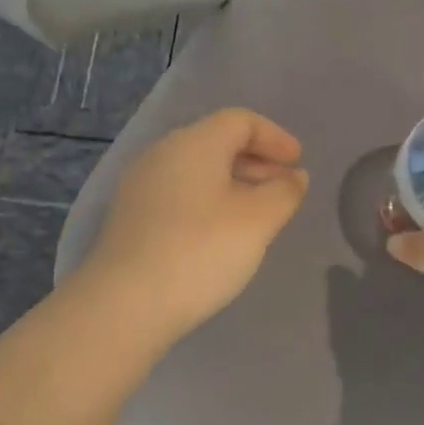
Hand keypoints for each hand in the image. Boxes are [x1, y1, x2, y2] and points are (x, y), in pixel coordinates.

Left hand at [81, 108, 309, 344]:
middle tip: (283, 188)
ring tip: (257, 213)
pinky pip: (179, 192)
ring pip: (196, 169)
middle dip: (256, 160)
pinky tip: (220, 232)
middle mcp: (162, 153)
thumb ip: (283, 192)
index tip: (298, 163)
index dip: (275, 137)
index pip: (240, 121)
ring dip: (233, 182)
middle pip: (216, 142)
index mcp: (194, 143)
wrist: (125, 304)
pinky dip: (208, 200)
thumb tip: (295, 176)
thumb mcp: (257, 221)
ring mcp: (141, 185)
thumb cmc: (201, 252)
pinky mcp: (131, 216)